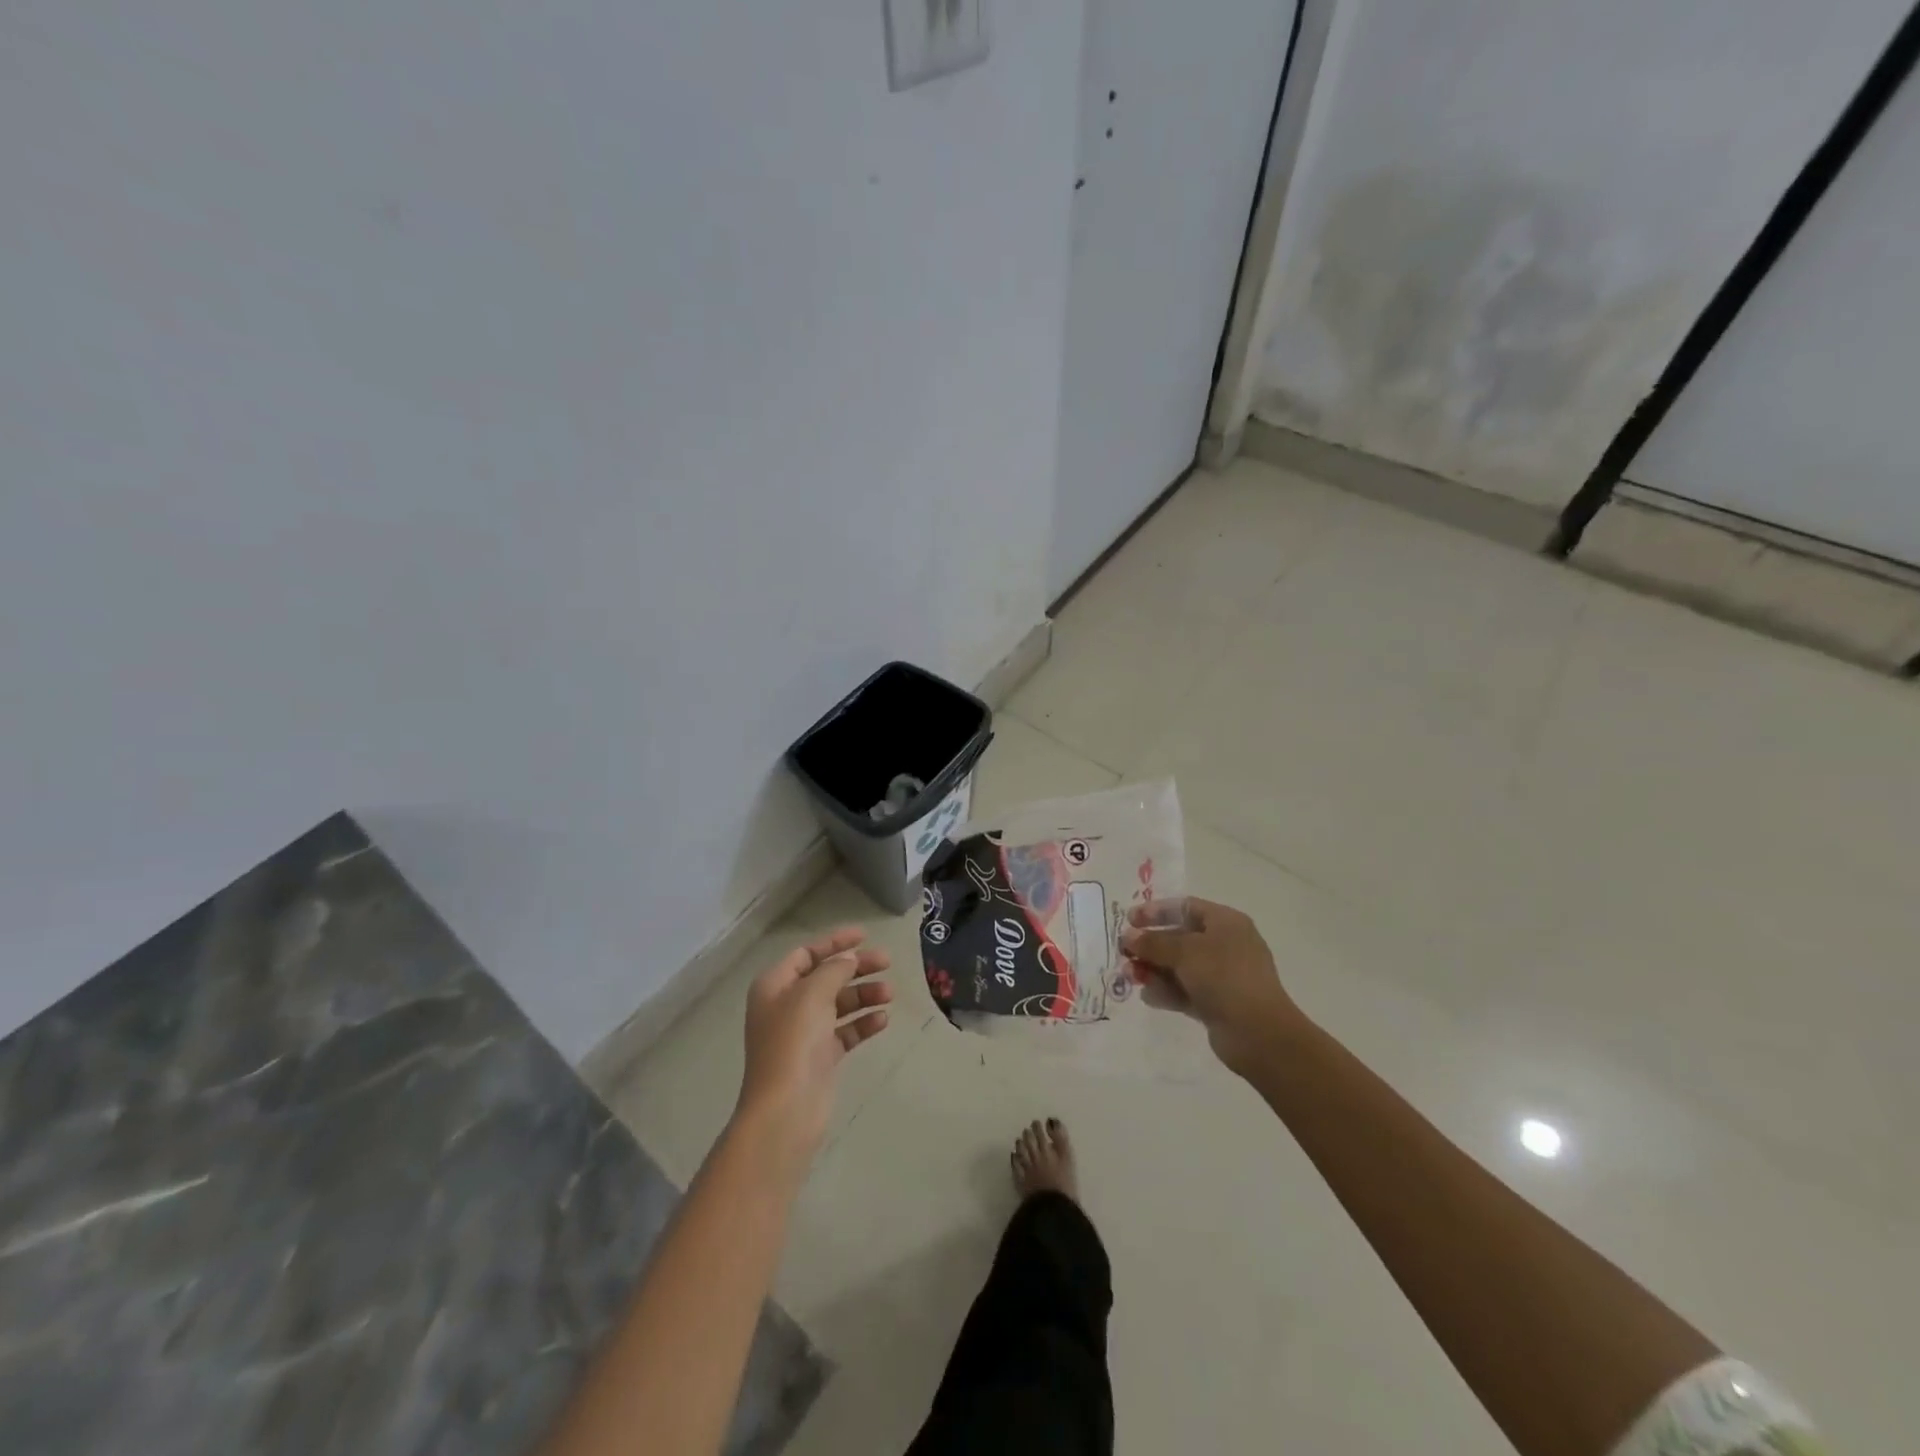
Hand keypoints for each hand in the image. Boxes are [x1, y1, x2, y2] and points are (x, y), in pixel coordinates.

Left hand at [735, 927, 892, 1161]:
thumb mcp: (812, 994)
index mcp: (774, 986)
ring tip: (890, 994)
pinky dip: (862, 1023)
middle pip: (826, 977)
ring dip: (864, 995)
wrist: (786, 1111)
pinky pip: (845, 1031)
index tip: (865, 935)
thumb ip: (834, 969)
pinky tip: (882, 1020)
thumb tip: (849, 959)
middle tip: (887, 962)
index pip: (806, 953)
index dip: (835, 942)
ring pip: (838, 1004)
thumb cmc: (793, 1043)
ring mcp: (803, 1033)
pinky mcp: (820, 1057)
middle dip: (856, 968)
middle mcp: (786, 1006)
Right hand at [1121, 898, 1304, 1077]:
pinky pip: (1185, 991)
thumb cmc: (1223, 977)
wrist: (1258, 1033)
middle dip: (1150, 945)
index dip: (1156, 912)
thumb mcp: (1185, 952)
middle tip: (1124, 953)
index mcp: (1226, 923)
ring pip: (1179, 967)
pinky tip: (1148, 997)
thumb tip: (1128, 936)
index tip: (1129, 920)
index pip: (1185, 907)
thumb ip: (1153, 942)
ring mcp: (1222, 976)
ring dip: (1153, 969)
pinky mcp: (1217, 1003)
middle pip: (1179, 938)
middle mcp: (1225, 945)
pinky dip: (1166, 991)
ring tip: (1130, 976)